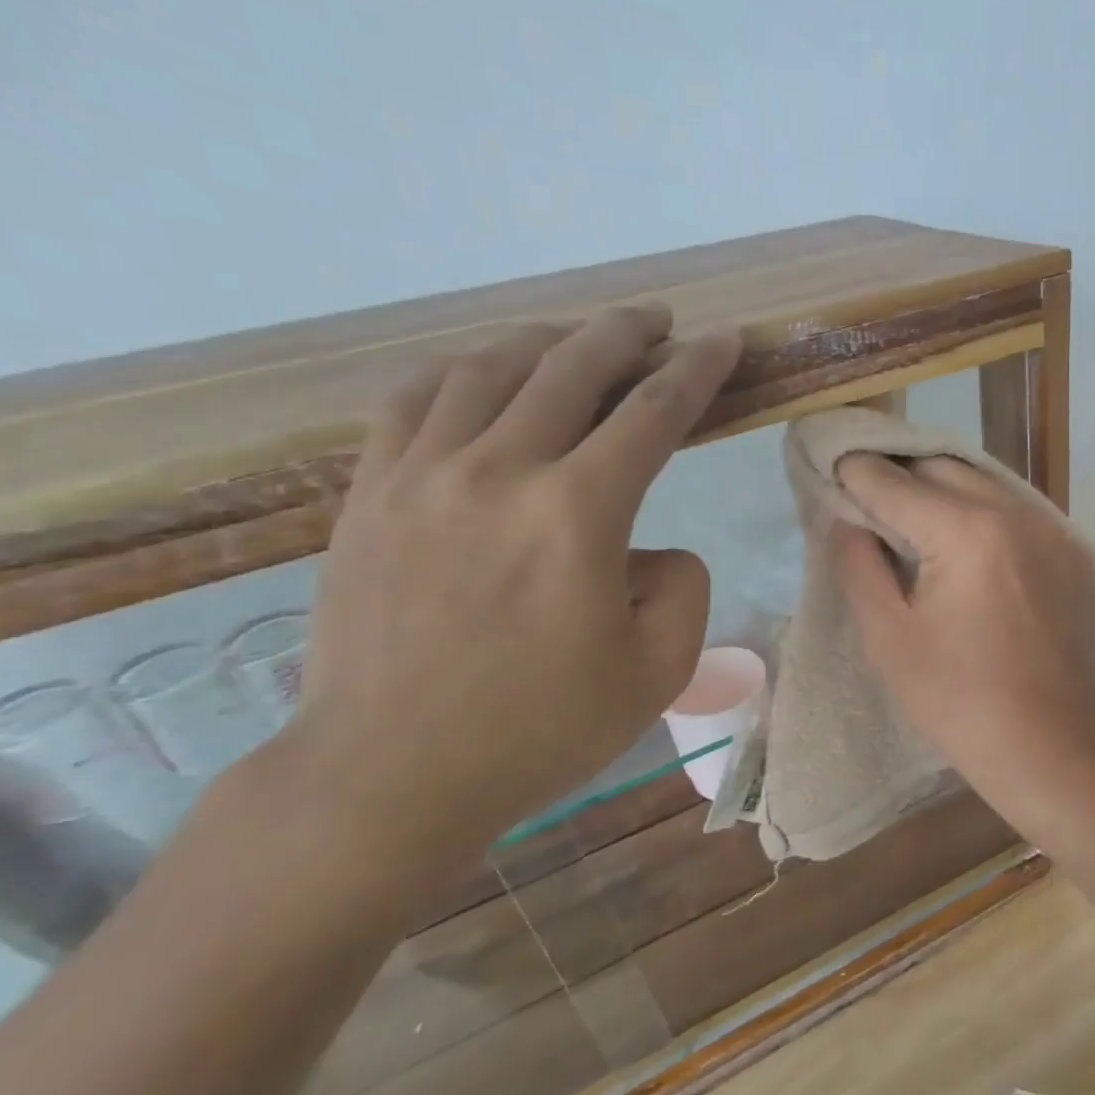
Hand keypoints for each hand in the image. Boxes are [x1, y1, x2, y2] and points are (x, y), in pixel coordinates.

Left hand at [253, 306, 739, 904]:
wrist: (392, 772)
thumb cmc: (540, 729)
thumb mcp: (658, 669)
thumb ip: (681, 587)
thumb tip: (646, 550)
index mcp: (578, 513)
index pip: (654, 413)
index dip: (698, 371)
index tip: (723, 342)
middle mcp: (499, 470)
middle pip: (571, 367)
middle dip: (626, 334)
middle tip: (657, 322)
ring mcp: (422, 475)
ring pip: (489, 369)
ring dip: (546, 342)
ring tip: (576, 340)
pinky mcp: (370, 495)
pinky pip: (414, 400)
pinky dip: (460, 371)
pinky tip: (482, 374)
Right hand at [832, 455, 1094, 836]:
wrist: (1052, 744)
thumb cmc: (959, 701)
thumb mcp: (888, 637)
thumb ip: (858, 564)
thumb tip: (846, 517)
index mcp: (965, 532)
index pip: (892, 481)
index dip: (853, 473)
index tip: (828, 470)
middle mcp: (1015, 512)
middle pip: (939, 467)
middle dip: (897, 475)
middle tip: (868, 501)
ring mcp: (1054, 527)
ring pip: (982, 481)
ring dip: (941, 489)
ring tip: (913, 520)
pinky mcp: (1075, 549)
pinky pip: (1017, 509)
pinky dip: (983, 513)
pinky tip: (967, 546)